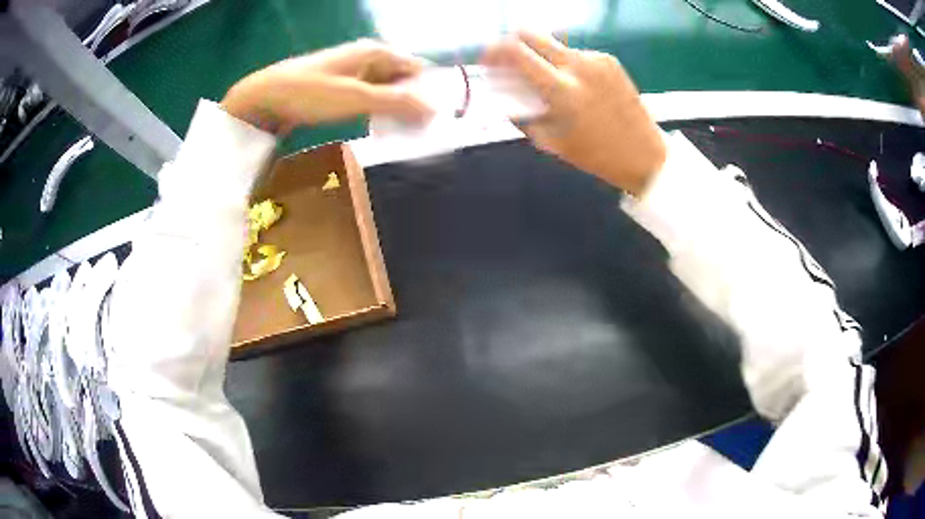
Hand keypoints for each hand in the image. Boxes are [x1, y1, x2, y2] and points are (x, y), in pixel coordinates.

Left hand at [221, 39, 432, 134]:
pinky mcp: (341, 88)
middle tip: (424, 132)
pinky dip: (378, 111)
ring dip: (396, 109)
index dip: (431, 91)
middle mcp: (369, 58)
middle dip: (415, 102)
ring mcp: (354, 72)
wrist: (265, 97)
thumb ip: (397, 102)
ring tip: (406, 134)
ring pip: (387, 90)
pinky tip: (380, 127)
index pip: (418, 69)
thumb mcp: (356, 97)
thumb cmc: (311, 92)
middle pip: (404, 79)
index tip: (439, 119)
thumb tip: (436, 109)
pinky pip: (370, 97)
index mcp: (377, 52)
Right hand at [484, 32, 665, 195]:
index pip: (515, 52)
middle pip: (531, 33)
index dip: (493, 52)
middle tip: (509, 62)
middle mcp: (577, 65)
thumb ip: (523, 115)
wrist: (645, 154)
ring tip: (550, 83)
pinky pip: (576, 54)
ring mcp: (596, 60)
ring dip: (541, 56)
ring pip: (554, 44)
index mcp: (561, 89)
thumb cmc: (597, 156)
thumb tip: (503, 96)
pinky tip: (576, 85)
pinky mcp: (610, 61)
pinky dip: (565, 64)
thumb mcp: (552, 142)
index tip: (487, 62)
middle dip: (511, 43)